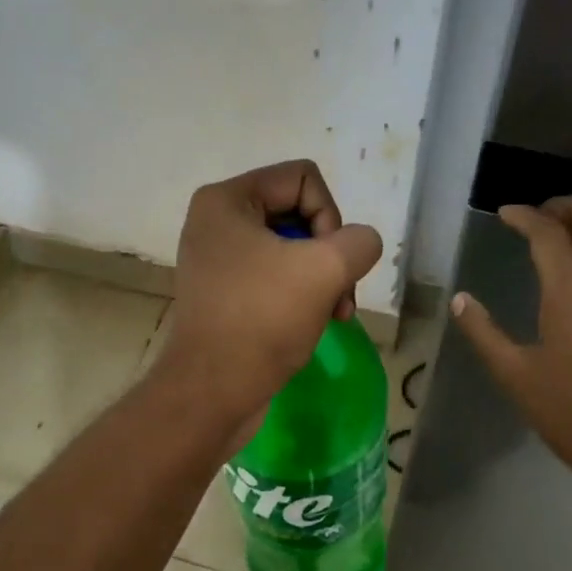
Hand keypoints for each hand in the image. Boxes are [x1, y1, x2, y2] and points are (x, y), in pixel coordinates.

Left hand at [154, 160, 382, 427]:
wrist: (212, 392)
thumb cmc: (262, 320)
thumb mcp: (326, 269)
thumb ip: (359, 241)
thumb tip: (357, 246)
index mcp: (226, 199)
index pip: (304, 178)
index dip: (330, 216)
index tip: (326, 262)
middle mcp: (216, 221)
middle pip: (299, 212)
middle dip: (328, 253)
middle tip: (340, 295)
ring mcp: (218, 259)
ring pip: (292, 249)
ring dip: (322, 279)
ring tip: (335, 314)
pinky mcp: (225, 292)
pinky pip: (275, 276)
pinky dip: (301, 295)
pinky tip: (316, 323)